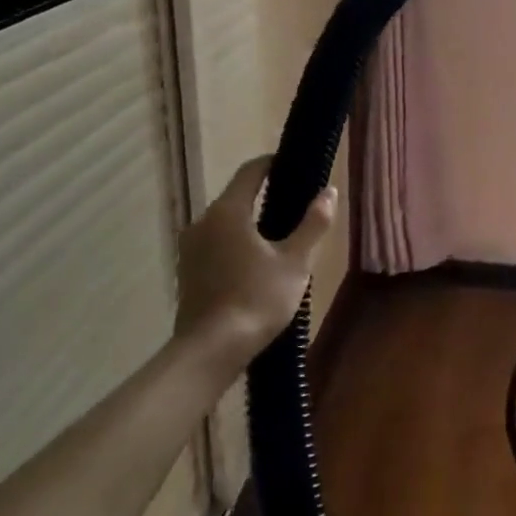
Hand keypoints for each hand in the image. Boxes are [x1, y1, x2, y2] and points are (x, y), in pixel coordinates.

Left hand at [176, 156, 337, 367]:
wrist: (209, 351)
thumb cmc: (256, 299)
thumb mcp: (295, 262)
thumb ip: (312, 224)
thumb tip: (329, 191)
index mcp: (227, 212)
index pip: (250, 172)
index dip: (272, 164)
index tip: (293, 165)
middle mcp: (202, 222)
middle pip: (236, 198)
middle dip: (263, 197)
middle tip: (294, 206)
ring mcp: (189, 249)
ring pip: (224, 224)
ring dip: (248, 224)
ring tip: (278, 238)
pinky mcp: (186, 273)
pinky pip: (215, 245)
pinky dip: (234, 245)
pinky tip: (254, 265)